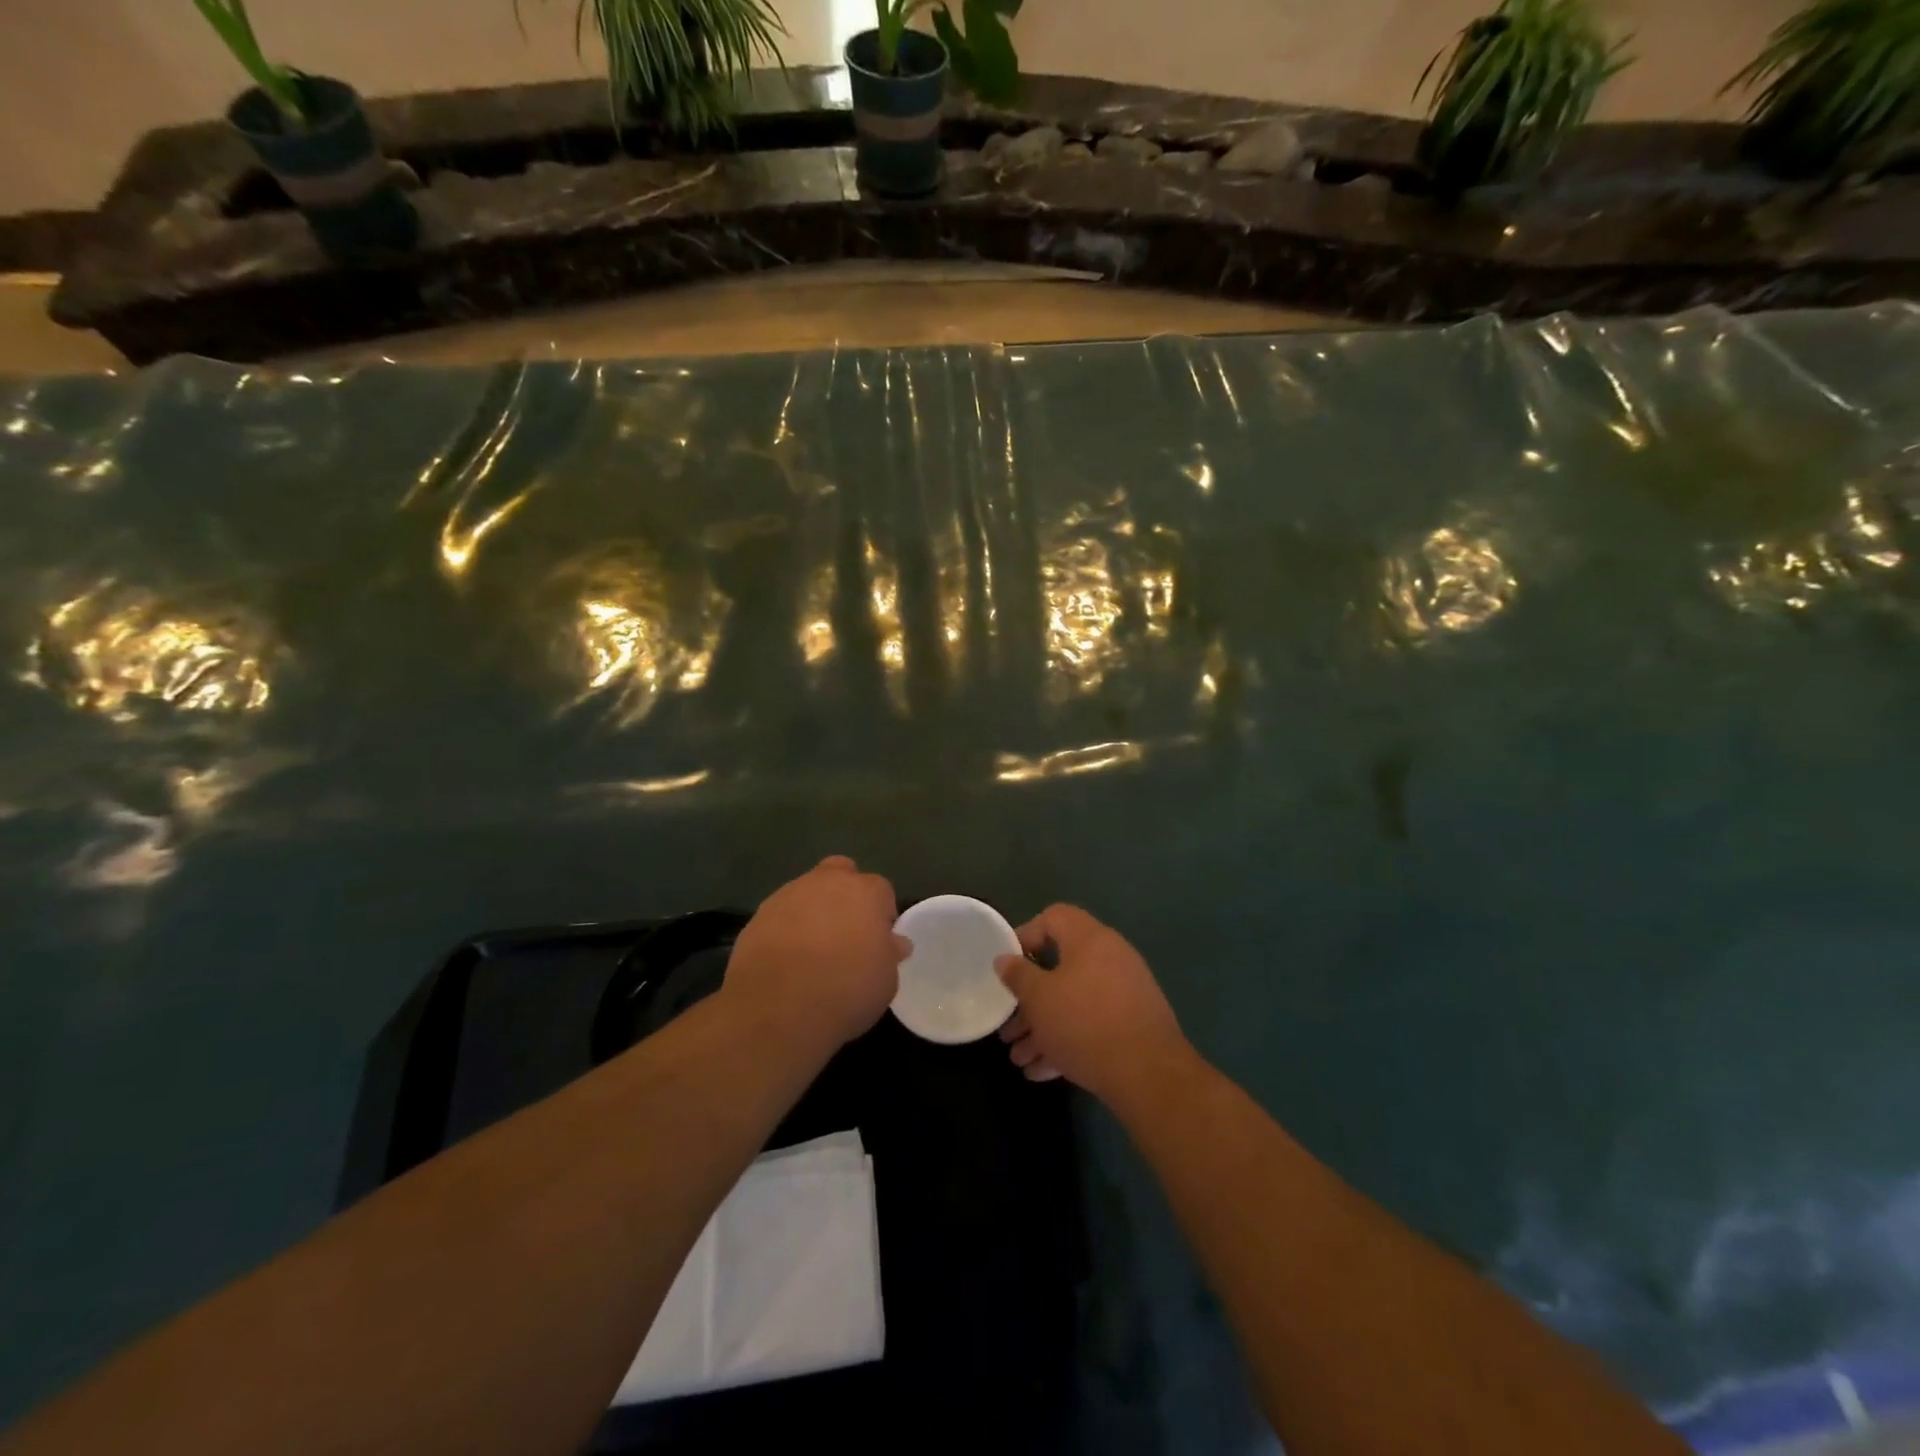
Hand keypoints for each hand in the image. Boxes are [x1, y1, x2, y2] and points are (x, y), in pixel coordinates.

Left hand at [724, 856, 908, 1048]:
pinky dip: (785, 930)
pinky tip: (786, 960)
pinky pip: (780, 916)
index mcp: (865, 892)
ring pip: (807, 892)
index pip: (881, 891)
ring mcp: (788, 895)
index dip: (882, 915)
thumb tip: (893, 942)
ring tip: (812, 951)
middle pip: (841, 873)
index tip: (878, 942)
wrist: (777, 1008)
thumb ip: (889, 953)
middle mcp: (827, 882)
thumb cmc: (845, 991)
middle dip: (845, 894)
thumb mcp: (885, 980)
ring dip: (813, 911)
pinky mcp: (758, 916)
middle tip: (846, 932)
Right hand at [995, 904, 1195, 1105]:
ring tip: (1019, 1059)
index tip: (1007, 964)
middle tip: (1008, 1026)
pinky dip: (1067, 1042)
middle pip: (1060, 968)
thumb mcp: (1039, 998)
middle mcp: (1111, 958)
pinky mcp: (1133, 1025)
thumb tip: (1004, 959)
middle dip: (1030, 1000)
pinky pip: (1092, 1025)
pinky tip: (1042, 1071)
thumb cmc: (1084, 1022)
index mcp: (1090, 939)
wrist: (1148, 1073)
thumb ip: (1018, 975)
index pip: (1054, 917)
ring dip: (1043, 1028)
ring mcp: (1126, 992)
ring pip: (1074, 1002)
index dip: (1025, 935)